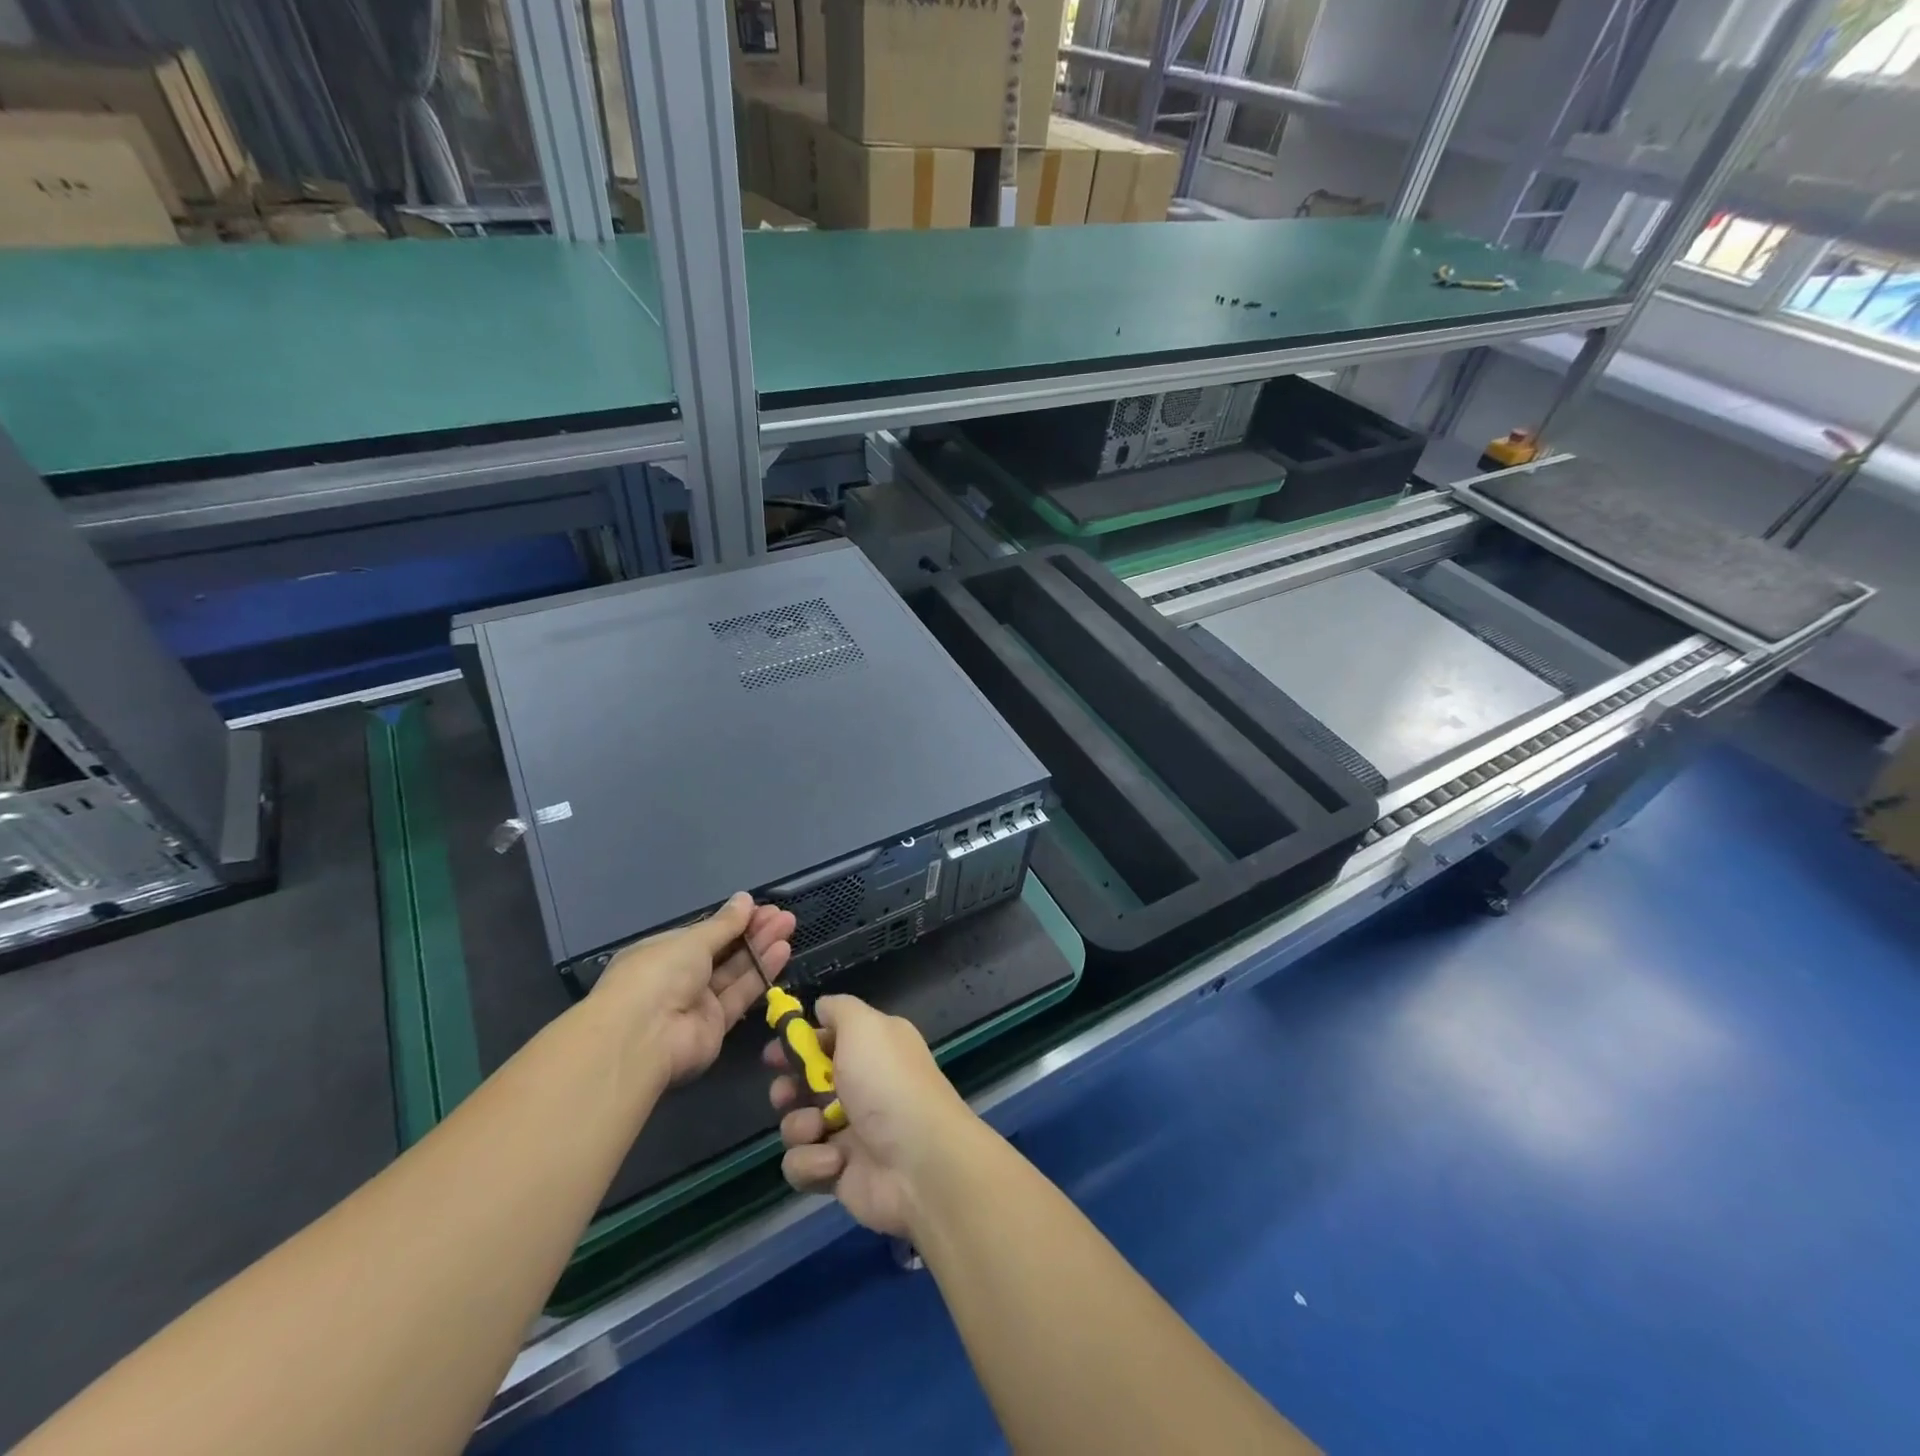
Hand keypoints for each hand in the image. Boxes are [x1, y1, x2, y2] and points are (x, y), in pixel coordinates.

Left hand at [597, 892, 794, 1089]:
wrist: (644, 1038)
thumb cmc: (659, 974)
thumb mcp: (692, 940)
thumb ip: (724, 923)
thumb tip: (744, 899)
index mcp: (663, 953)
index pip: (703, 934)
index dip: (732, 921)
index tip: (760, 907)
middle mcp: (679, 978)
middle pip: (723, 951)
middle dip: (752, 931)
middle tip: (782, 915)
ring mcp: (697, 1003)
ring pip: (735, 971)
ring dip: (761, 948)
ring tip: (789, 926)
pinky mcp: (715, 1026)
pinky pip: (740, 995)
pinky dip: (761, 974)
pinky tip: (782, 951)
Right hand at [766, 994, 979, 1237]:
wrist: (919, 1163)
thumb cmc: (887, 1083)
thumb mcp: (864, 1026)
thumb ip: (839, 1009)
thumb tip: (821, 1007)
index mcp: (873, 1049)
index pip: (828, 1040)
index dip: (800, 1043)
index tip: (776, 1051)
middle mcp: (862, 1087)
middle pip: (806, 1084)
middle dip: (788, 1088)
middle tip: (785, 1093)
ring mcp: (849, 1132)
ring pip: (797, 1124)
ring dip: (799, 1124)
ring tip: (817, 1127)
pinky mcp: (838, 1173)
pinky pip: (803, 1165)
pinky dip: (812, 1163)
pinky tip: (835, 1162)